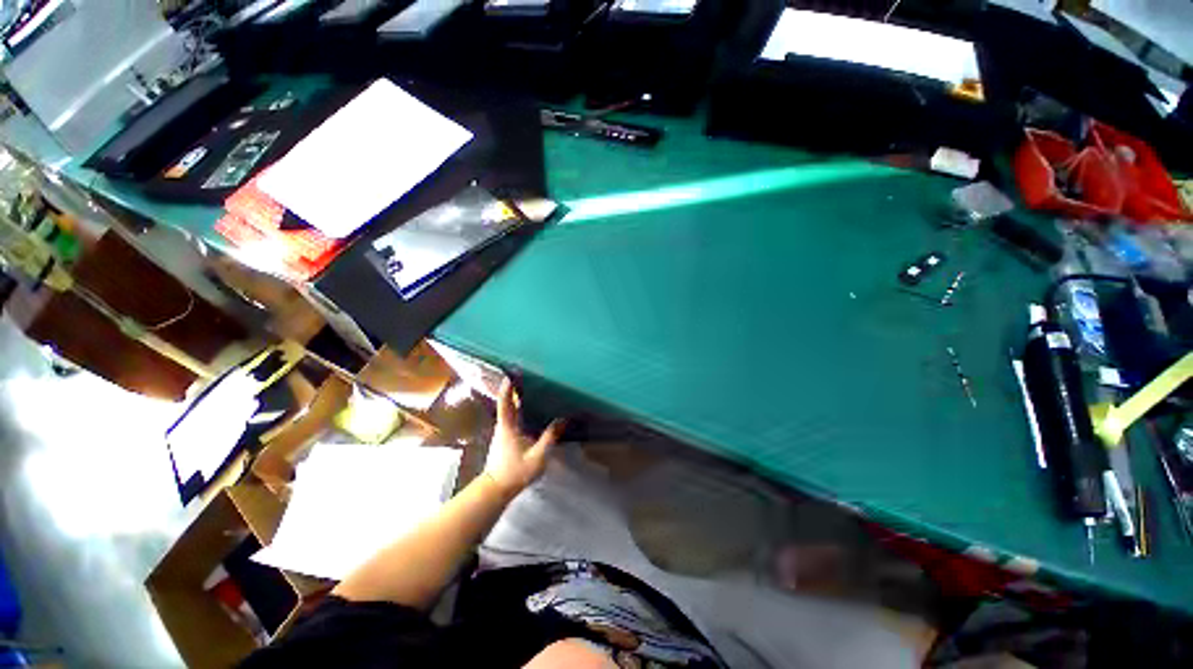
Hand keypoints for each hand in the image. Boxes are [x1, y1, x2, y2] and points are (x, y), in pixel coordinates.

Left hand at [483, 380, 564, 496]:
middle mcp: (503, 427)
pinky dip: (517, 411)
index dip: (507, 388)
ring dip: (515, 401)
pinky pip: (511, 420)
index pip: (505, 403)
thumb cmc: (515, 472)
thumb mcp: (537, 456)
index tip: (510, 375)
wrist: (496, 490)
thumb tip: (562, 420)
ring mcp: (502, 434)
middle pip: (506, 404)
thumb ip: (550, 438)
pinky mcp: (504, 440)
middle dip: (513, 390)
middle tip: (525, 378)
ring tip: (529, 391)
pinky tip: (528, 413)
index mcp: (508, 427)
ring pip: (508, 412)